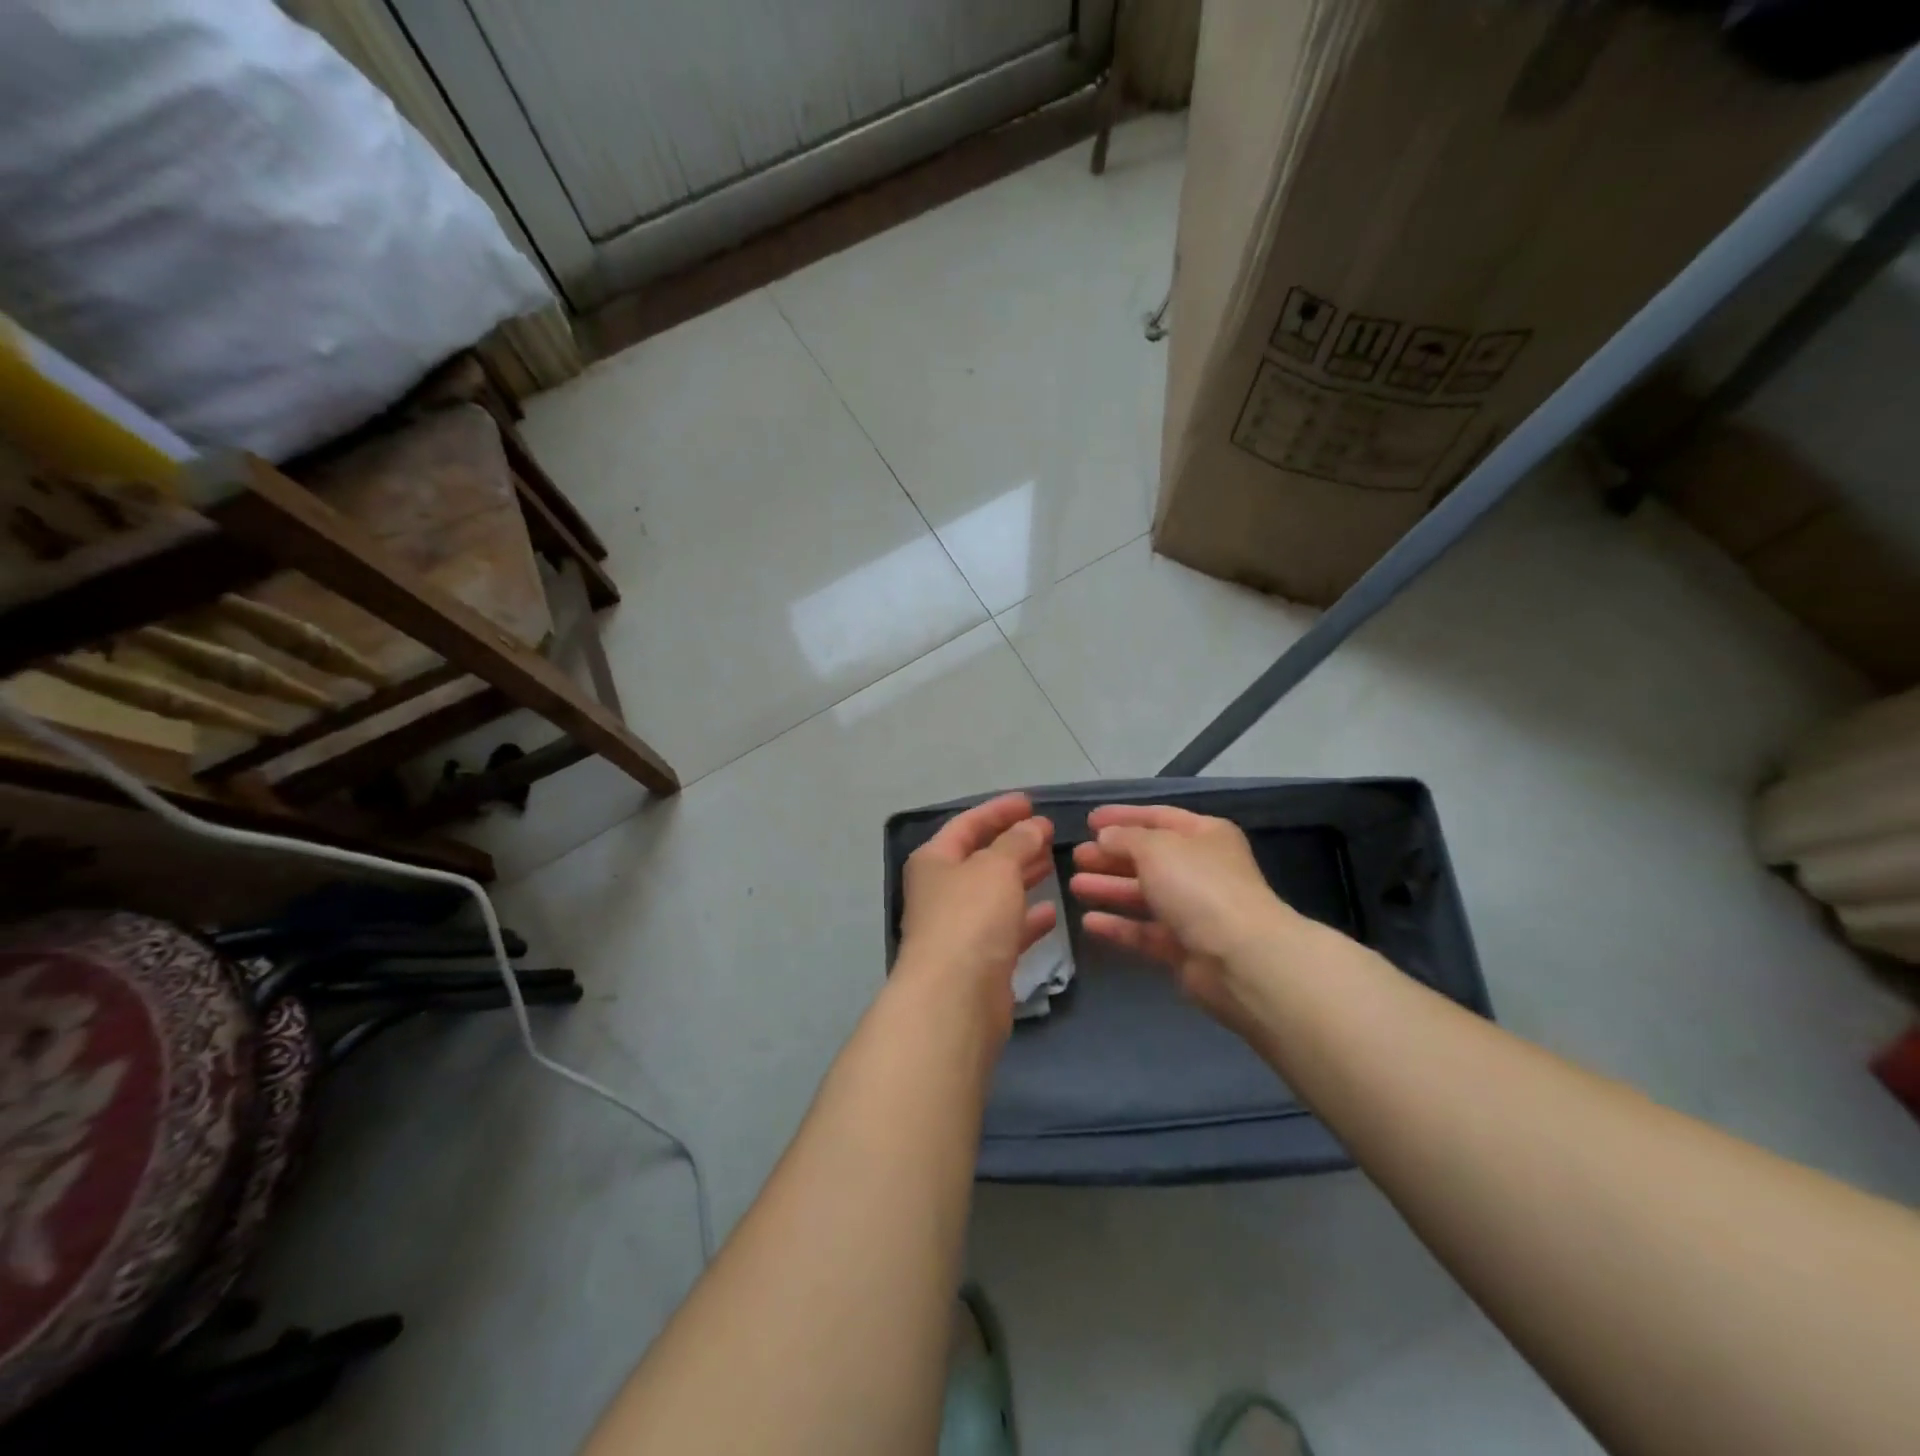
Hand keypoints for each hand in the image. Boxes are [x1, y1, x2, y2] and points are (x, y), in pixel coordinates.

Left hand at [897, 792, 1056, 1026]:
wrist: (955, 998)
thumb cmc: (970, 917)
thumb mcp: (997, 867)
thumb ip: (1018, 841)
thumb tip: (1034, 826)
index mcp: (934, 861)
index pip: (967, 824)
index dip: (998, 810)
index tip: (1030, 802)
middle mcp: (942, 892)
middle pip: (981, 859)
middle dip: (1014, 843)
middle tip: (1048, 832)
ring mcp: (959, 928)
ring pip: (995, 894)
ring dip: (1023, 878)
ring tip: (1054, 863)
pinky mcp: (980, 961)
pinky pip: (1006, 930)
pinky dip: (1027, 919)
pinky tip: (1052, 913)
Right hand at [1069, 804, 1294, 1025]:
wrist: (1239, 957)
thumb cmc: (1198, 886)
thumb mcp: (1156, 847)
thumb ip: (1125, 838)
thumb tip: (1106, 837)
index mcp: (1205, 835)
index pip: (1158, 817)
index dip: (1123, 817)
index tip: (1088, 821)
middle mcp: (1201, 870)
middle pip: (1148, 858)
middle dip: (1111, 856)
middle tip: (1077, 856)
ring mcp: (1194, 911)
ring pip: (1143, 895)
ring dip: (1109, 888)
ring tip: (1074, 885)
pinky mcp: (1183, 948)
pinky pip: (1144, 931)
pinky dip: (1118, 925)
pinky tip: (1088, 922)